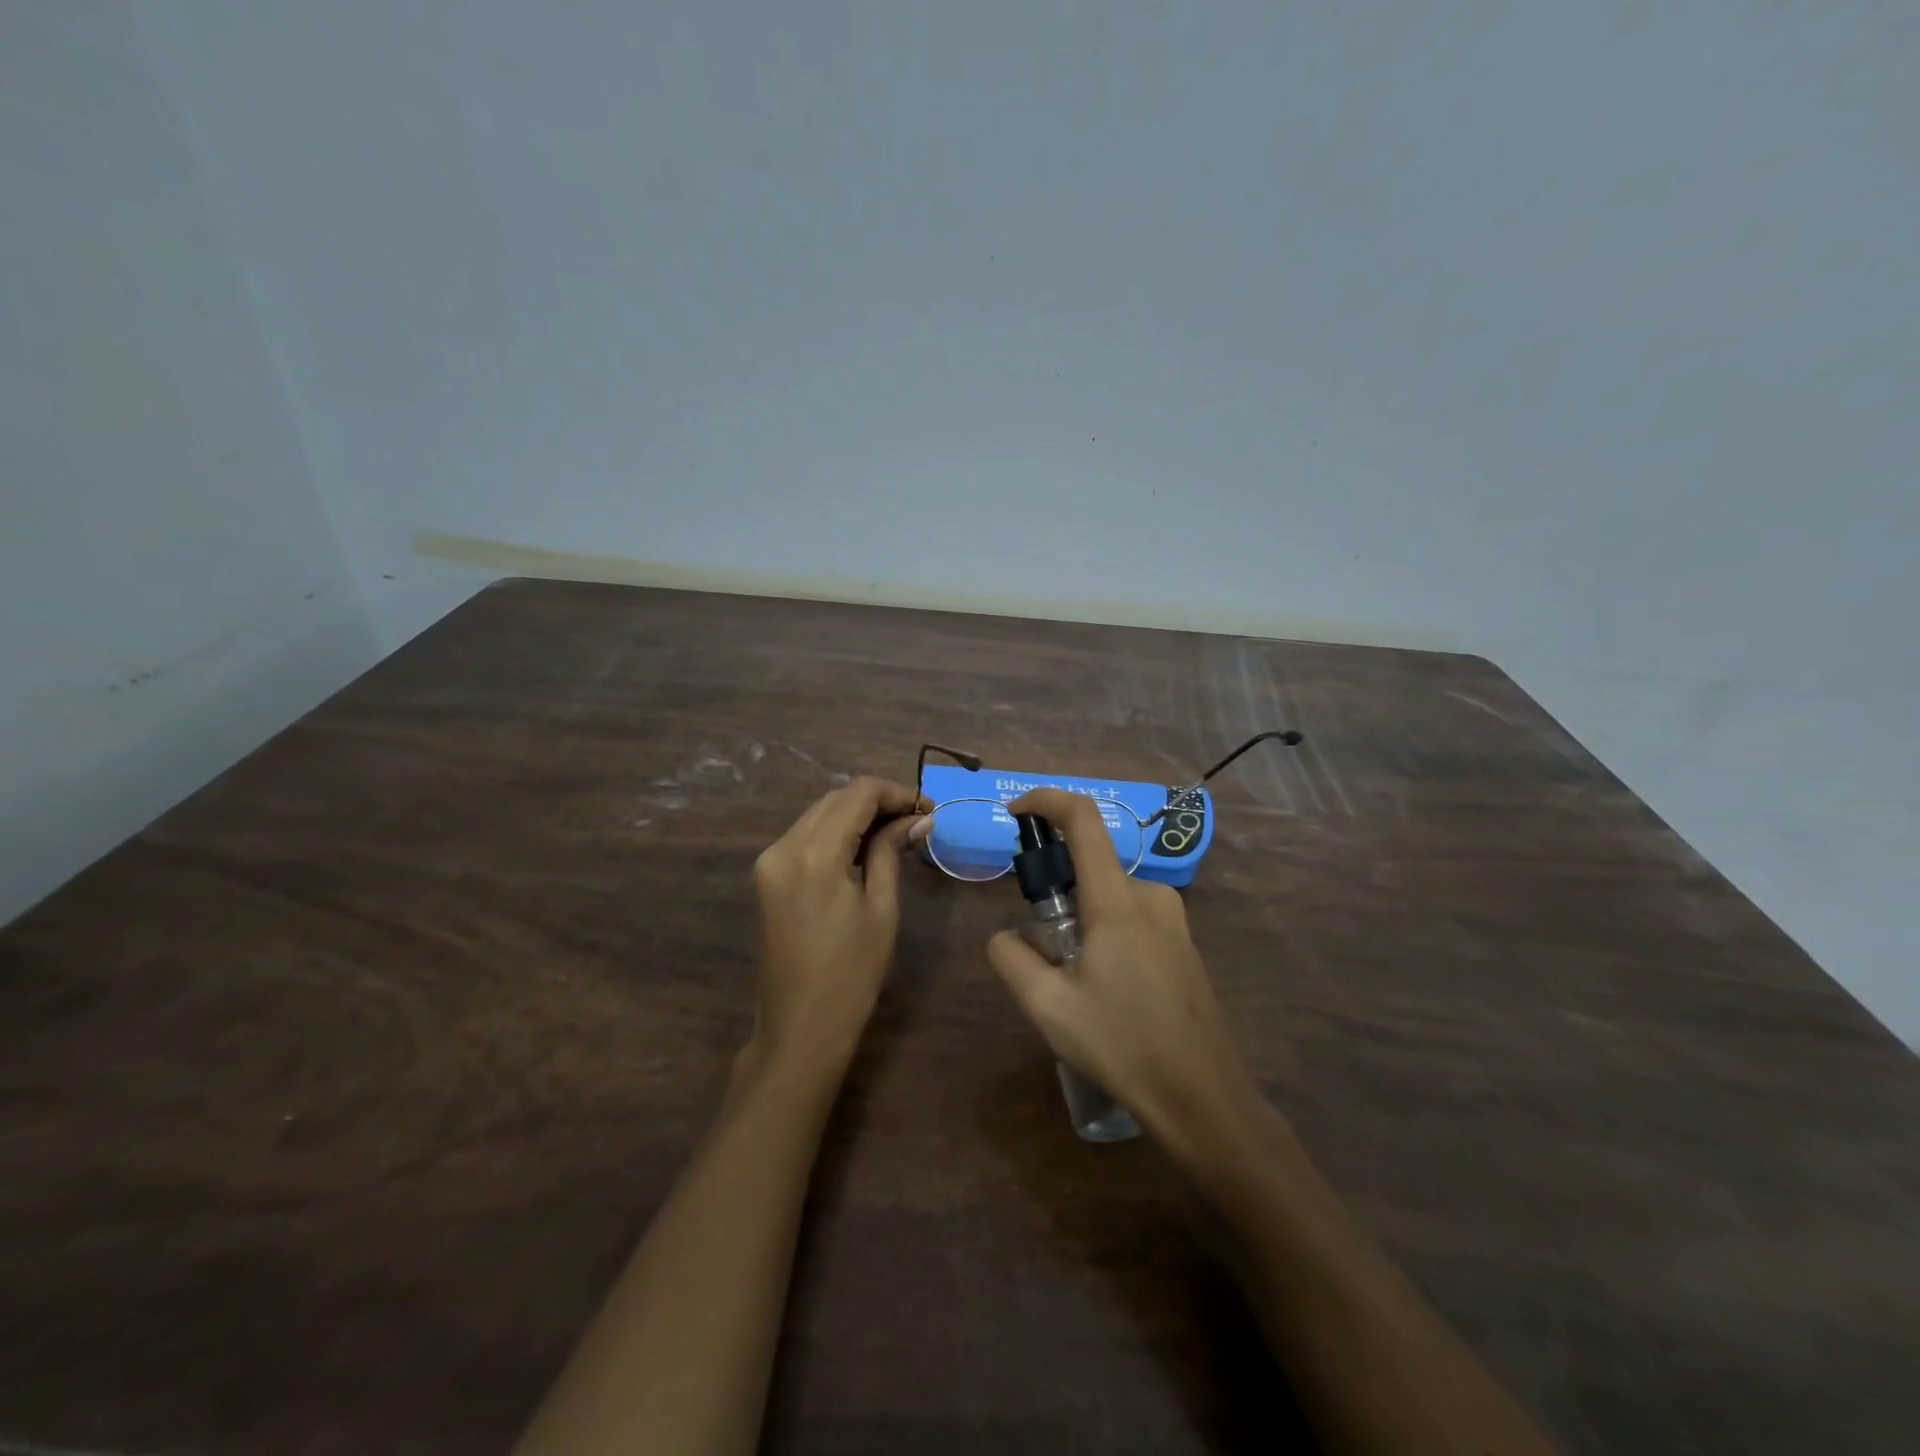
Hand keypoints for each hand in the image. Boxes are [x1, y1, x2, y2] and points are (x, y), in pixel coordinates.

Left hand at [748, 776, 929, 1076]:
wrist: (798, 1029)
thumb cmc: (851, 974)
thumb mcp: (881, 908)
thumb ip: (892, 852)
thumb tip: (918, 819)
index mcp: (814, 853)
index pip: (858, 794)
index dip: (897, 793)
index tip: (928, 810)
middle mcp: (784, 846)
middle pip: (835, 799)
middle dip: (878, 801)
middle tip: (917, 821)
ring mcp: (769, 861)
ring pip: (818, 814)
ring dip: (856, 815)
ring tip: (896, 833)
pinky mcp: (766, 876)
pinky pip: (805, 836)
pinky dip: (836, 833)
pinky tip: (863, 849)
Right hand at [986, 788, 1258, 1143]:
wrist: (1202, 1096)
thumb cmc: (1122, 1044)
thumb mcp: (1047, 1006)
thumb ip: (1011, 958)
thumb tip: (1006, 935)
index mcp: (1117, 900)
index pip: (1082, 819)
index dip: (1045, 800)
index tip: (1014, 814)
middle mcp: (1150, 895)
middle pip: (1090, 864)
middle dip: (1055, 890)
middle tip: (1042, 948)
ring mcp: (1173, 919)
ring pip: (1107, 895)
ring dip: (1079, 919)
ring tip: (1073, 982)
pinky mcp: (1182, 942)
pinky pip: (1130, 916)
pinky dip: (1103, 932)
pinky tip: (1106, 989)